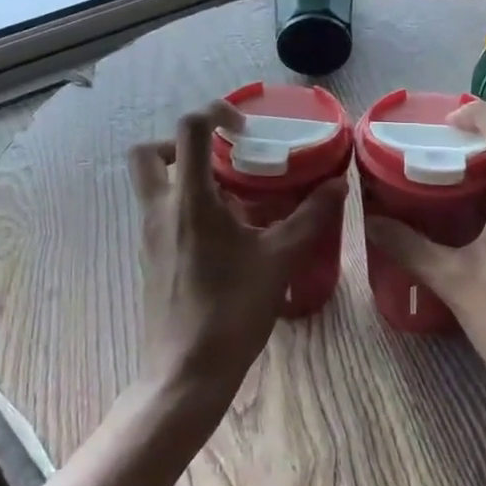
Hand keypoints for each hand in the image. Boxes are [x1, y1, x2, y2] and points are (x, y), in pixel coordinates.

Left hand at [128, 101, 348, 419]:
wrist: (187, 372)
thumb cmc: (232, 310)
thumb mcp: (280, 259)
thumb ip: (309, 217)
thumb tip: (337, 184)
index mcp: (190, 200)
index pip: (189, 130)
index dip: (216, 112)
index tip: (245, 129)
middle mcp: (160, 210)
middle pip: (148, 153)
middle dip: (180, 143)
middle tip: (219, 157)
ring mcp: (149, 235)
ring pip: (151, 185)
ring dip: (183, 176)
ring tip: (231, 196)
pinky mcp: (150, 258)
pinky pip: (160, 214)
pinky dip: (184, 206)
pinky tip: (223, 234)